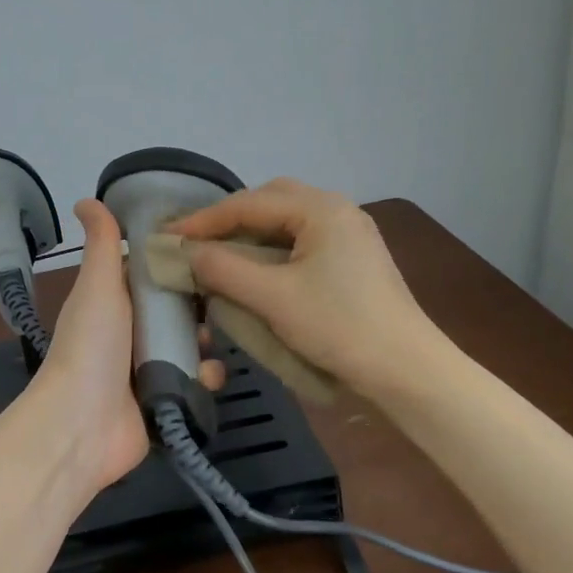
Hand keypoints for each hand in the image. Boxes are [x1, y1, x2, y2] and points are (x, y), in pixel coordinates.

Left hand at [23, 200, 226, 499]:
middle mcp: (130, 332)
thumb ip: (101, 244)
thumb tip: (86, 199)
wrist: (83, 424)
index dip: (176, 260)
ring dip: (206, 341)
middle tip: (225, 295)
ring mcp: (147, 368)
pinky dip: (204, 377)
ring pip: (190, 345)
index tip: (211, 247)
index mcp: (113, 302)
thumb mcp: (97, 286)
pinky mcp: (164, 398)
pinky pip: (194, 381)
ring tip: (215, 339)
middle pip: (175, 309)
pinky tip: (208, 375)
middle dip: (200, 304)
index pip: (150, 273)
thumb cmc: (91, 346)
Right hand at [166, 179, 446, 401]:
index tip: (166, 236)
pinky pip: (301, 242)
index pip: (248, 204)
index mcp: (321, 209)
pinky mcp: (353, 260)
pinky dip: (270, 250)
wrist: (406, 370)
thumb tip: (186, 253)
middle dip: (228, 219)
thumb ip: (224, 269)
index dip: (203, 220)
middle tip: (194, 241)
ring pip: (286, 223)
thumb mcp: (273, 297)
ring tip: (217, 254)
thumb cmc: (339, 327)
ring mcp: (349, 235)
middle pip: (269, 202)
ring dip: (249, 235)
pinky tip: (255, 270)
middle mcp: (337, 211)